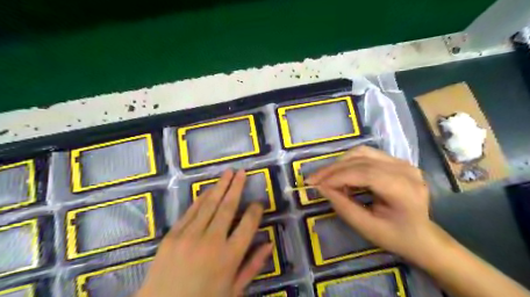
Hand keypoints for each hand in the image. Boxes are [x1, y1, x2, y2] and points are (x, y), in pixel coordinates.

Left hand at [136, 169, 273, 296]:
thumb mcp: (234, 290)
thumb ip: (253, 266)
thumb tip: (269, 244)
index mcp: (229, 257)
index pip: (248, 225)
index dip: (255, 211)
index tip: (258, 203)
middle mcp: (211, 242)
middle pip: (228, 207)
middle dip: (237, 187)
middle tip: (242, 172)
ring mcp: (189, 236)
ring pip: (209, 204)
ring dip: (220, 186)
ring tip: (228, 172)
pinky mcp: (172, 235)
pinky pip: (190, 211)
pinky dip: (201, 199)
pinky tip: (209, 189)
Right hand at [306, 147, 446, 264]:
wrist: (422, 236)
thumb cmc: (396, 236)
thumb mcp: (367, 228)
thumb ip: (343, 206)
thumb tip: (321, 187)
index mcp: (404, 189)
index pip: (365, 173)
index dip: (337, 177)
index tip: (316, 184)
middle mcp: (406, 170)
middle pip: (362, 160)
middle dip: (333, 169)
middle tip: (313, 179)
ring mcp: (402, 162)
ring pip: (362, 152)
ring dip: (339, 163)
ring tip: (325, 177)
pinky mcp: (396, 161)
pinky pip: (367, 154)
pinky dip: (349, 162)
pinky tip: (340, 173)